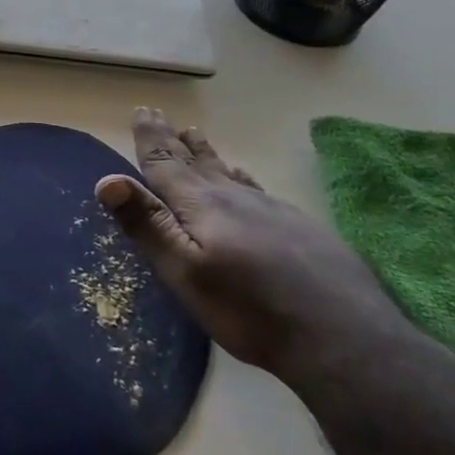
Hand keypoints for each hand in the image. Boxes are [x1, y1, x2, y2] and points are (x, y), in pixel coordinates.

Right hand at [95, 109, 407, 383]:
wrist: (347, 342)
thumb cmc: (249, 310)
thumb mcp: (184, 272)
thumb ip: (147, 225)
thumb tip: (107, 179)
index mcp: (204, 206)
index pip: (167, 165)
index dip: (151, 139)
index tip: (141, 112)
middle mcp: (238, 199)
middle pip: (199, 163)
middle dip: (176, 141)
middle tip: (162, 116)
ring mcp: (275, 213)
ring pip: (230, 174)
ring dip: (208, 155)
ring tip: (197, 138)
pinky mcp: (304, 231)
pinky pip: (259, 190)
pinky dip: (241, 178)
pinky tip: (246, 182)